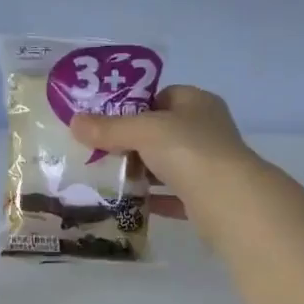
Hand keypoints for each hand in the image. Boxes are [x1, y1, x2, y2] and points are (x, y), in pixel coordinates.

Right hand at [70, 86, 255, 205]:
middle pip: (164, 133)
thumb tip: (74, 122)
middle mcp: (207, 131)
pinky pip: (174, 197)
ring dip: (143, 173)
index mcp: (198, 104)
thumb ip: (110, 128)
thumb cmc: (189, 151)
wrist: (229, 201)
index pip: (164, 96)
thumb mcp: (144, 131)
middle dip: (134, 143)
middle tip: (101, 152)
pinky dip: (155, 200)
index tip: (108, 121)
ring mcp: (210, 166)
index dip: (135, 106)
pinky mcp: (207, 199)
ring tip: (109, 179)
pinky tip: (130, 206)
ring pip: (169, 166)